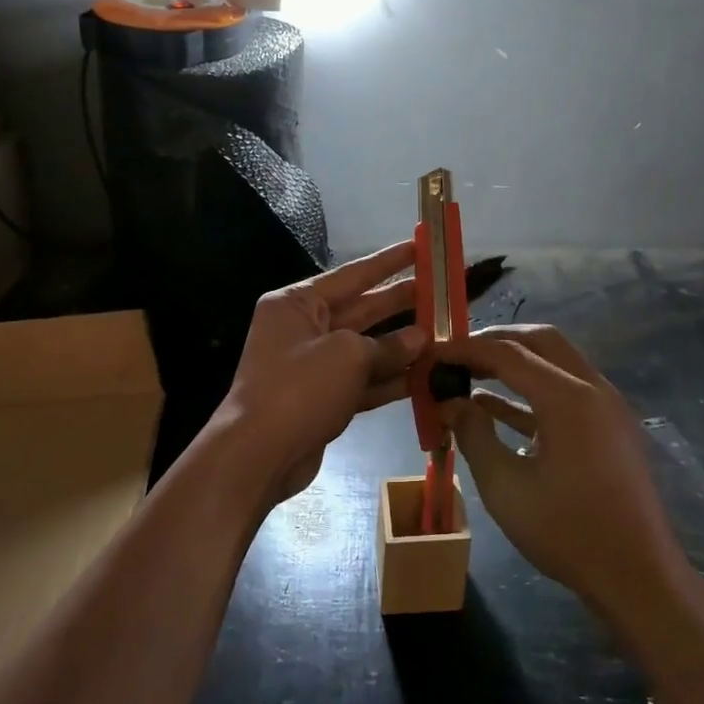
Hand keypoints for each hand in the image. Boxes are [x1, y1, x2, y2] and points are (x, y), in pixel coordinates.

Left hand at [221, 241, 424, 500]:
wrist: (258, 455)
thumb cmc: (299, 388)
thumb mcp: (348, 356)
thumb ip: (388, 345)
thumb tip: (420, 339)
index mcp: (297, 303)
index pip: (352, 275)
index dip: (389, 262)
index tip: (420, 248)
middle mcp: (303, 329)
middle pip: (361, 310)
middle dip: (401, 303)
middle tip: (443, 292)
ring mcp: (313, 366)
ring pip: (366, 348)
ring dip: (402, 345)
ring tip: (445, 334)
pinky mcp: (323, 399)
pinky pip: (363, 381)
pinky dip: (391, 379)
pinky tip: (426, 376)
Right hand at [437, 324, 690, 616]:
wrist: (638, 577)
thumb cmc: (567, 532)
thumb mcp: (505, 487)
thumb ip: (474, 434)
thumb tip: (450, 402)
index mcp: (568, 397)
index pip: (508, 353)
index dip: (466, 350)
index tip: (433, 354)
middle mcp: (593, 388)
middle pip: (539, 341)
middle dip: (495, 342)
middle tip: (456, 356)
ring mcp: (607, 407)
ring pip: (556, 362)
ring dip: (515, 363)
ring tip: (470, 377)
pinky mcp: (610, 428)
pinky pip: (567, 391)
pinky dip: (532, 390)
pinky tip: (495, 408)